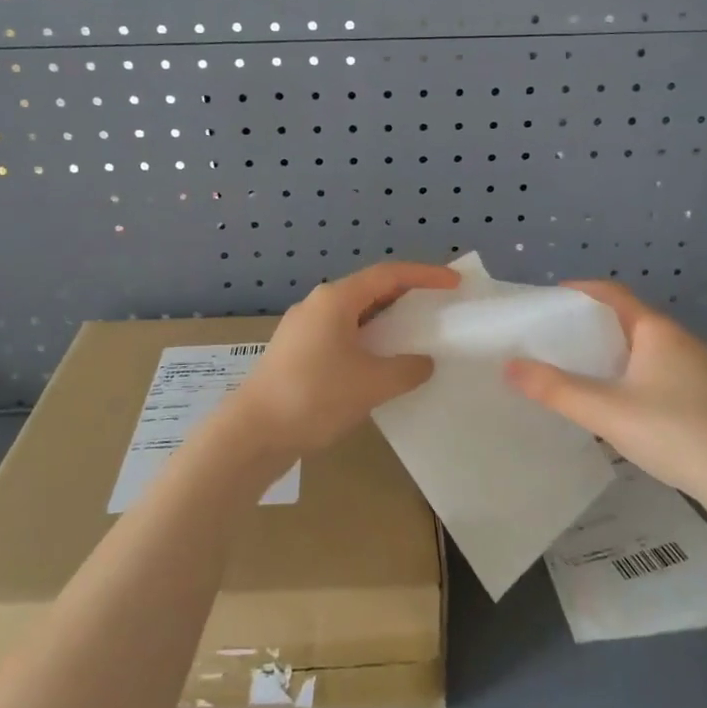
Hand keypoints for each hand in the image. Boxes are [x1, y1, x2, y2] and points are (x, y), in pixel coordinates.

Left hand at [220, 261, 459, 464]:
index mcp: (335, 299)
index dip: (425, 275)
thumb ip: (406, 370)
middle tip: (437, 309)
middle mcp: (318, 305)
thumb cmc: (314, 396)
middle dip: (406, 297)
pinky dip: (367, 343)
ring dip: (386, 324)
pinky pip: (341, 336)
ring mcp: (303, 329)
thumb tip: (422, 363)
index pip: (389, 274)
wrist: (252, 433)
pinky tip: (380, 367)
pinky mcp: (296, 353)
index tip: (454, 283)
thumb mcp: (371, 384)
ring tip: (414, 338)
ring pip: (355, 316)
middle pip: (370, 290)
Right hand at [505, 281, 706, 514]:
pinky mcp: (702, 395)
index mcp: (656, 331)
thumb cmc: (673, 433)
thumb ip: (556, 389)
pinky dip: (628, 371)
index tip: (548, 301)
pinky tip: (614, 399)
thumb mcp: (606, 411)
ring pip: (642, 347)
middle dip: (589, 324)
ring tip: (575, 367)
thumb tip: (510, 366)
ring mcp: (695, 368)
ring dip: (609, 351)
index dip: (580, 291)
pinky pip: (655, 369)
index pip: (613, 294)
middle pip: (627, 319)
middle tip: (552, 338)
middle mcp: (678, 340)